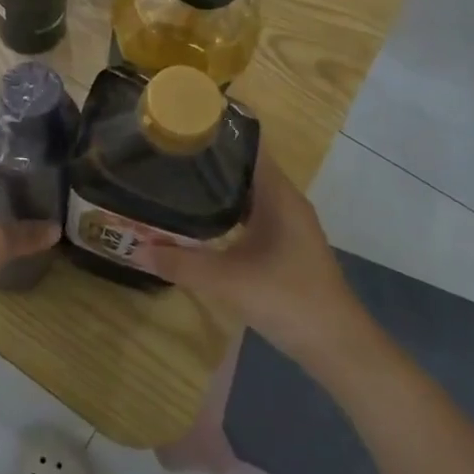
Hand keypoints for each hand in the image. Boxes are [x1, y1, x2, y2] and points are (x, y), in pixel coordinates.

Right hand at [132, 148, 366, 357]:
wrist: (339, 349)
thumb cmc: (289, 300)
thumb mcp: (227, 281)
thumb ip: (180, 263)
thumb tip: (135, 248)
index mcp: (278, 195)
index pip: (247, 146)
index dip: (216, 132)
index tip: (180, 124)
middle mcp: (285, 201)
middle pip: (243, 167)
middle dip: (207, 160)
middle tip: (165, 153)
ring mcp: (287, 224)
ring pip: (246, 192)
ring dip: (215, 187)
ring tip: (174, 179)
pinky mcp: (284, 245)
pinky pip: (250, 213)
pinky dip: (225, 210)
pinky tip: (199, 219)